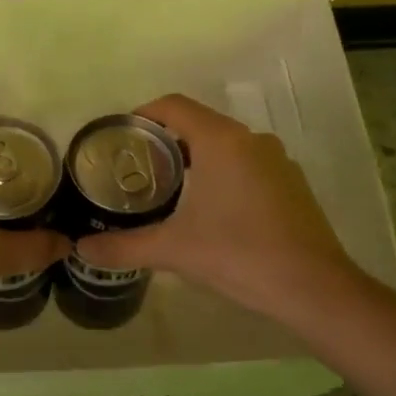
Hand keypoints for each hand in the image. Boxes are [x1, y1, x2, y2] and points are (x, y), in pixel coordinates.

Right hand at [75, 94, 358, 324]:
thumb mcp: (173, 250)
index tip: (119, 137)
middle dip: (164, 142)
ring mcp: (277, 162)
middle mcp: (252, 141)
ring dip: (193, 159)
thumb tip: (81, 249)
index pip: (174, 106)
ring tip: (164, 191)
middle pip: (198, 124)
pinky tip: (207, 211)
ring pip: (224, 146)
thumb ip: (123, 246)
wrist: (314, 289)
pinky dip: (220, 175)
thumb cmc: (239, 255)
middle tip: (134, 170)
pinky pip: (245, 165)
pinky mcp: (291, 185)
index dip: (142, 114)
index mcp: (222, 141)